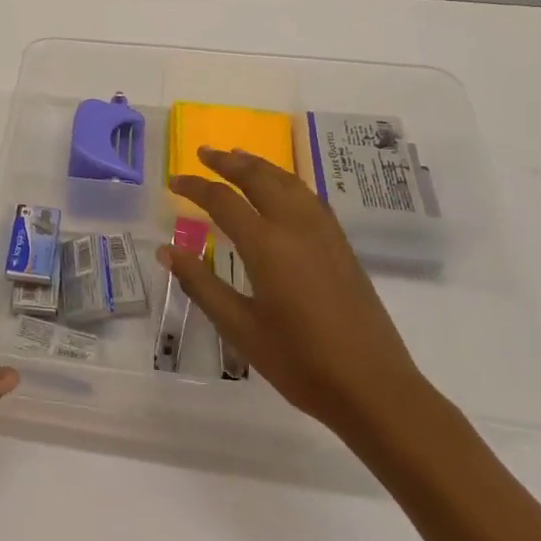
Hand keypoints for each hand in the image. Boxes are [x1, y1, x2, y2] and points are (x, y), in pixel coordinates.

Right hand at [159, 146, 429, 434]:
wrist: (373, 388)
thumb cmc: (299, 362)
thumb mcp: (239, 328)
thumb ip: (201, 284)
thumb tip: (166, 250)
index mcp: (267, 246)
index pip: (223, 200)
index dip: (195, 187)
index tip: (173, 182)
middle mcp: (297, 228)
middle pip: (260, 178)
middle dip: (230, 161)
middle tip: (204, 153)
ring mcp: (325, 235)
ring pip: (289, 182)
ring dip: (260, 166)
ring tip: (239, 159)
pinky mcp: (342, 247)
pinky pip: (310, 197)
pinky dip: (286, 182)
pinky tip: (282, 191)